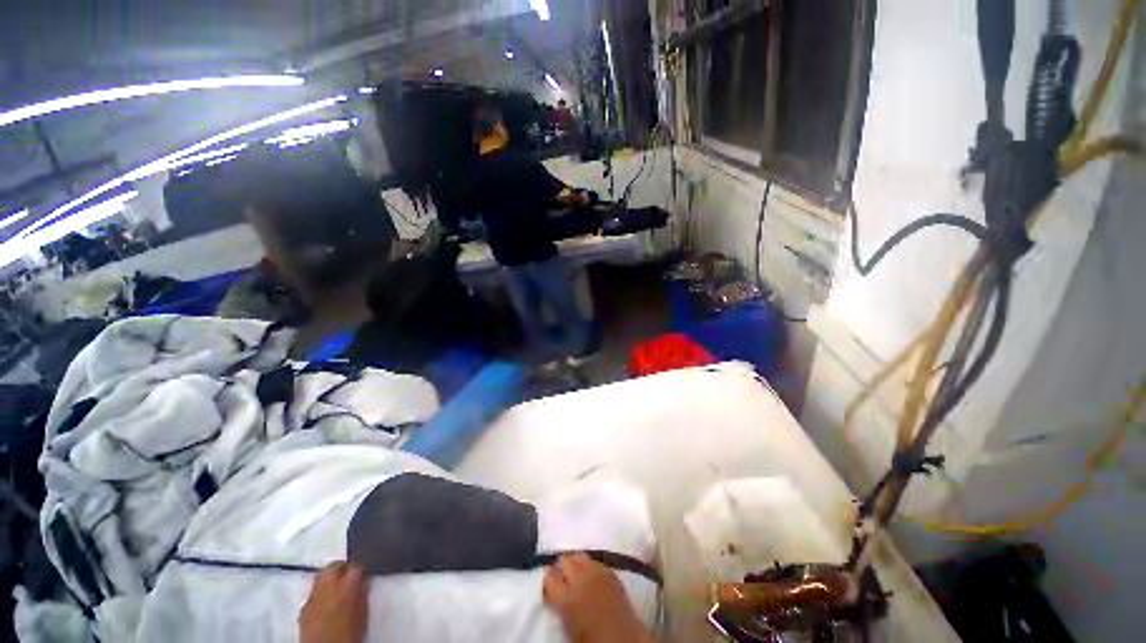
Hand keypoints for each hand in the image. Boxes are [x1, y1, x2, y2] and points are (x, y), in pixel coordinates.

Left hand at [300, 561, 369, 642]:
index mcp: (346, 587)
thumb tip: (364, 577)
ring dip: (330, 576)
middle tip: (352, 574)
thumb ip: (363, 591)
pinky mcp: (302, 610)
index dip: (362, 565)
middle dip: (343, 567)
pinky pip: (313, 592)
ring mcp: (312, 598)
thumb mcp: (363, 612)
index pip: (356, 564)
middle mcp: (326, 588)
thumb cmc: (350, 634)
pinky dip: (321, 592)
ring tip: (339, 586)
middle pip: (334, 566)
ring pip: (321, 576)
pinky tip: (327, 601)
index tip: (366, 570)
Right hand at [543, 553, 653, 642]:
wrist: (624, 639)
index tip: (548, 586)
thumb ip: (557, 605)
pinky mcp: (609, 570)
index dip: (547, 579)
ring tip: (574, 574)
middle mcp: (580, 578)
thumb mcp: (568, 627)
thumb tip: (550, 593)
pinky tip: (589, 575)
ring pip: (578, 555)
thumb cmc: (592, 639)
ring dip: (574, 563)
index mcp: (567, 598)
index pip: (549, 576)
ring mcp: (597, 571)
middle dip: (560, 567)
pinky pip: (594, 560)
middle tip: (561, 579)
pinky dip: (589, 565)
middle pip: (564, 559)